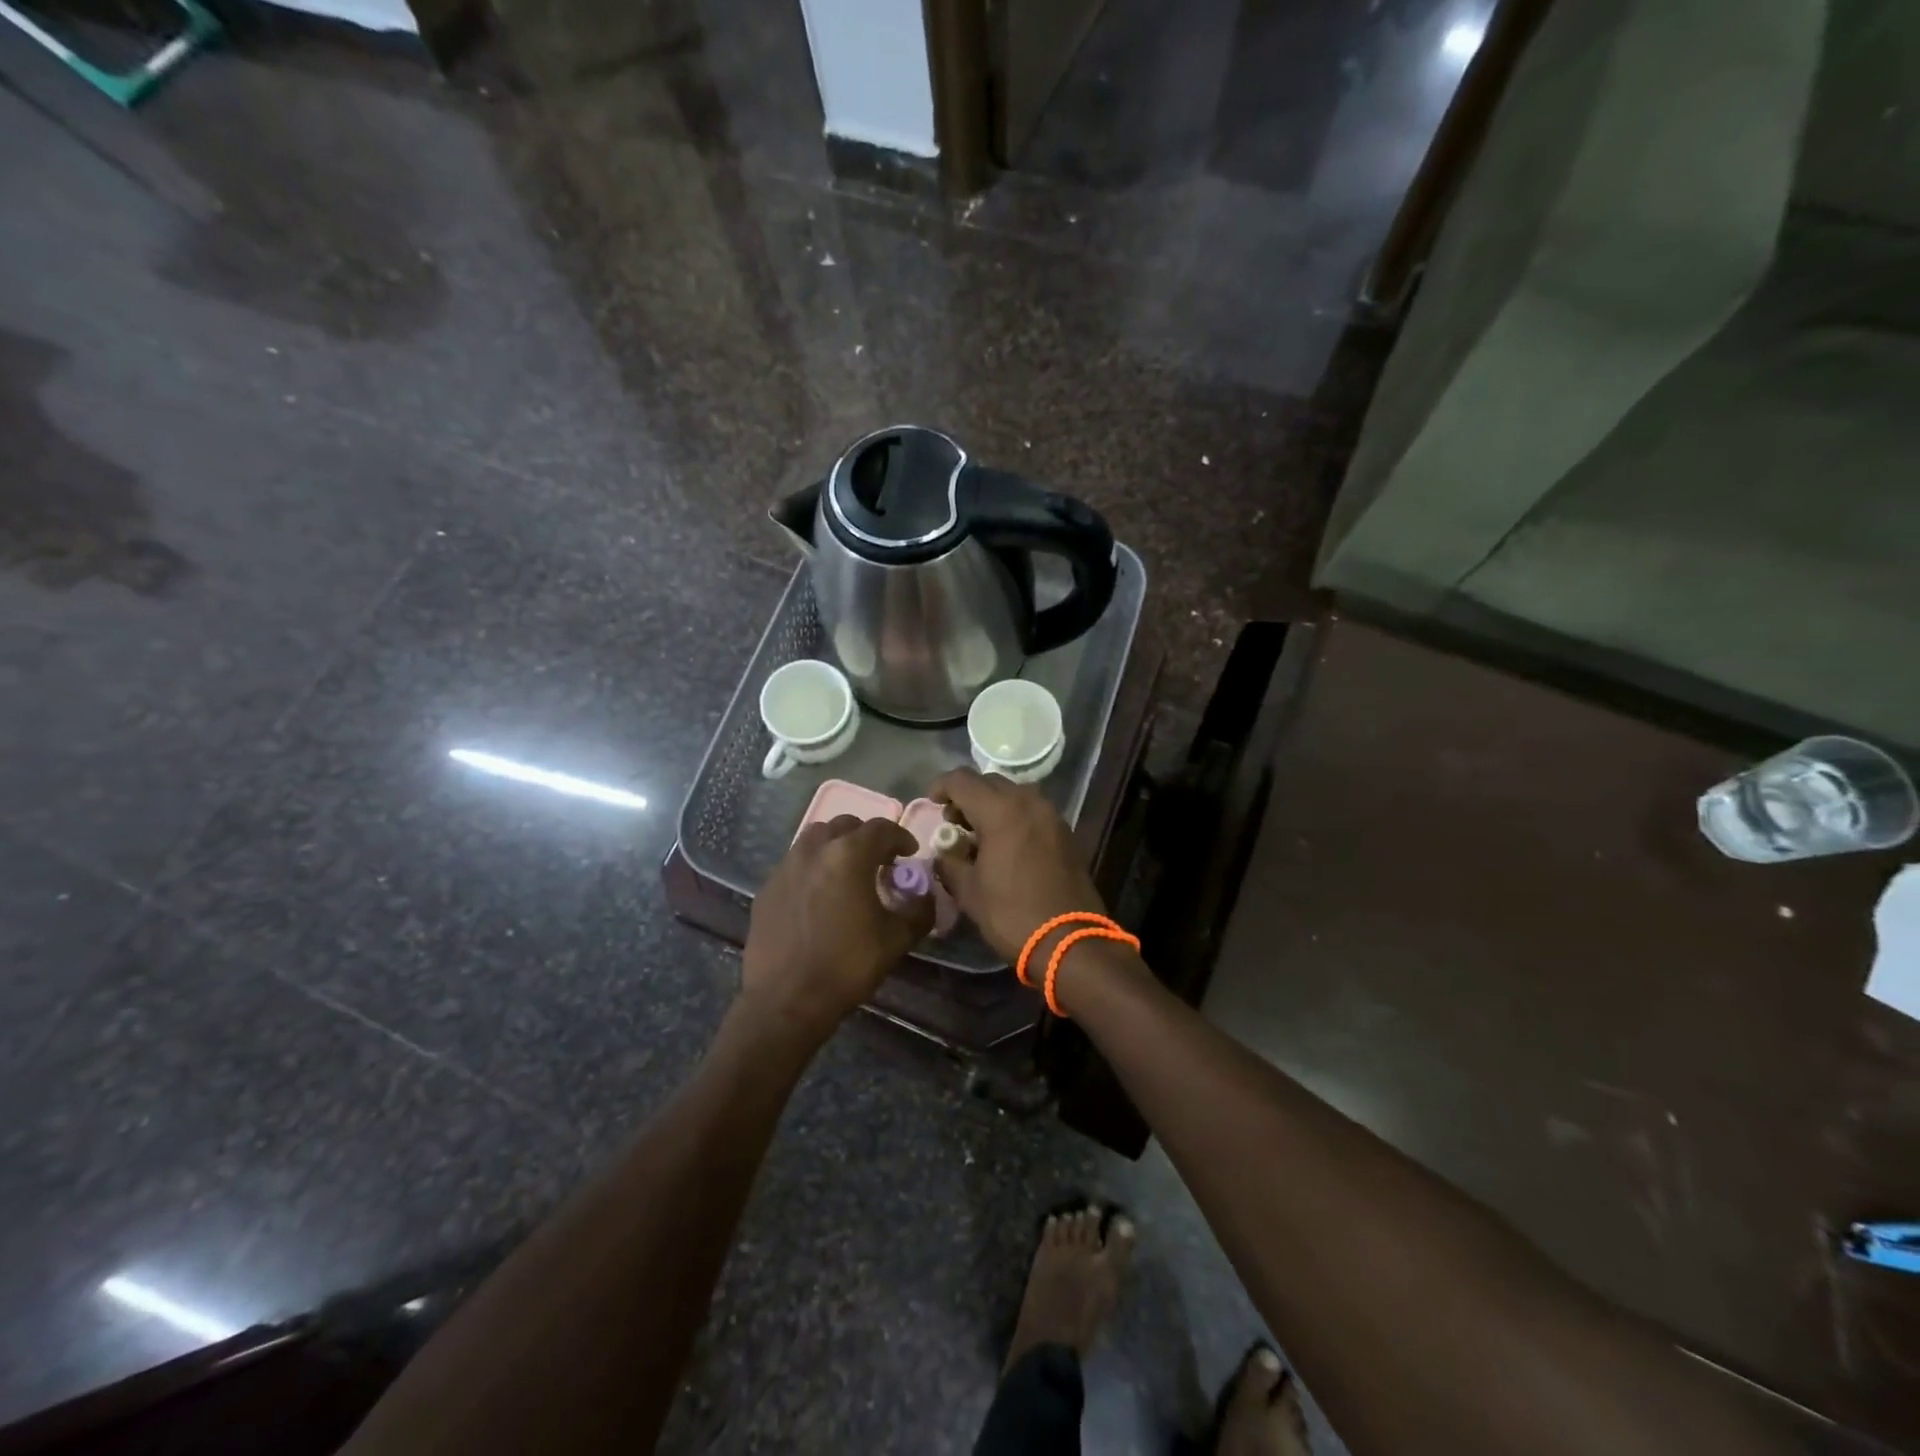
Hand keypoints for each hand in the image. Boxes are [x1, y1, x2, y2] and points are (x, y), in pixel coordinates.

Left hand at [740, 815, 931, 1042]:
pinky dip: (812, 868)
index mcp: (849, 855)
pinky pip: (794, 864)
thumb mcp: (897, 939)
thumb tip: (926, 896)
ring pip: (815, 839)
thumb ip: (919, 910)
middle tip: (879, 862)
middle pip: (845, 826)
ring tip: (846, 873)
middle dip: (866, 837)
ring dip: (836, 847)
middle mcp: (814, 850)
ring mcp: (786, 867)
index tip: (909, 853)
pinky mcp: (767, 888)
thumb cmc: (847, 965)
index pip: (881, 828)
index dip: (900, 837)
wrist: (786, 1000)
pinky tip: (818, 896)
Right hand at [930, 768, 1106, 963]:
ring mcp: (1051, 815)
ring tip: (980, 834)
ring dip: (993, 804)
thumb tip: (944, 853)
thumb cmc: (1012, 914)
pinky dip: (1014, 816)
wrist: (1069, 941)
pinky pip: (1033, 810)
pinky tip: (1007, 845)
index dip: (941, 787)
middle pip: (990, 782)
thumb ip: (950, 862)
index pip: (962, 780)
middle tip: (954, 823)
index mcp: (1001, 811)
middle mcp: (1028, 802)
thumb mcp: (969, 892)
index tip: (932, 805)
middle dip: (967, 796)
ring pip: (1014, 793)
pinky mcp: (1065, 832)